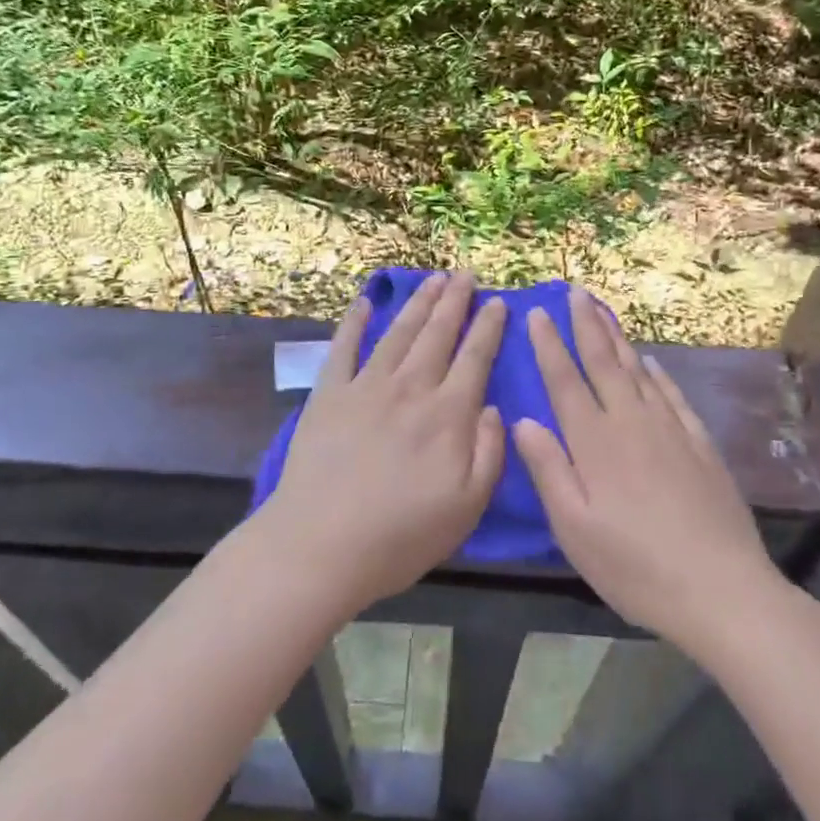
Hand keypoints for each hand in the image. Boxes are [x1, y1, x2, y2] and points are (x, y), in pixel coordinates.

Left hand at [261, 272, 506, 614]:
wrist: (320, 546)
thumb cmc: (401, 536)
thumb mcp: (467, 507)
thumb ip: (490, 453)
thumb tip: (495, 407)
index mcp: (448, 415)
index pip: (475, 358)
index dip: (488, 327)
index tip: (499, 302)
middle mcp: (410, 388)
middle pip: (438, 334)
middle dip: (455, 301)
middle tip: (466, 275)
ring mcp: (366, 386)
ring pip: (399, 332)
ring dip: (418, 303)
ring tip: (433, 280)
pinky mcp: (329, 394)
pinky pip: (344, 347)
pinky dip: (355, 322)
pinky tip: (366, 303)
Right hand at [513, 288, 778, 651]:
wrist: (721, 589)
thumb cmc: (634, 566)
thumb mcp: (574, 529)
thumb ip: (548, 469)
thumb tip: (523, 419)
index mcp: (595, 442)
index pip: (565, 381)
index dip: (549, 345)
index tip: (537, 313)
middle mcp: (631, 423)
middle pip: (604, 362)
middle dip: (586, 325)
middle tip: (575, 292)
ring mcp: (670, 430)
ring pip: (638, 371)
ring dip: (618, 338)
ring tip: (604, 312)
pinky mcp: (700, 444)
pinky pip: (673, 395)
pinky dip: (658, 373)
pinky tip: (652, 362)